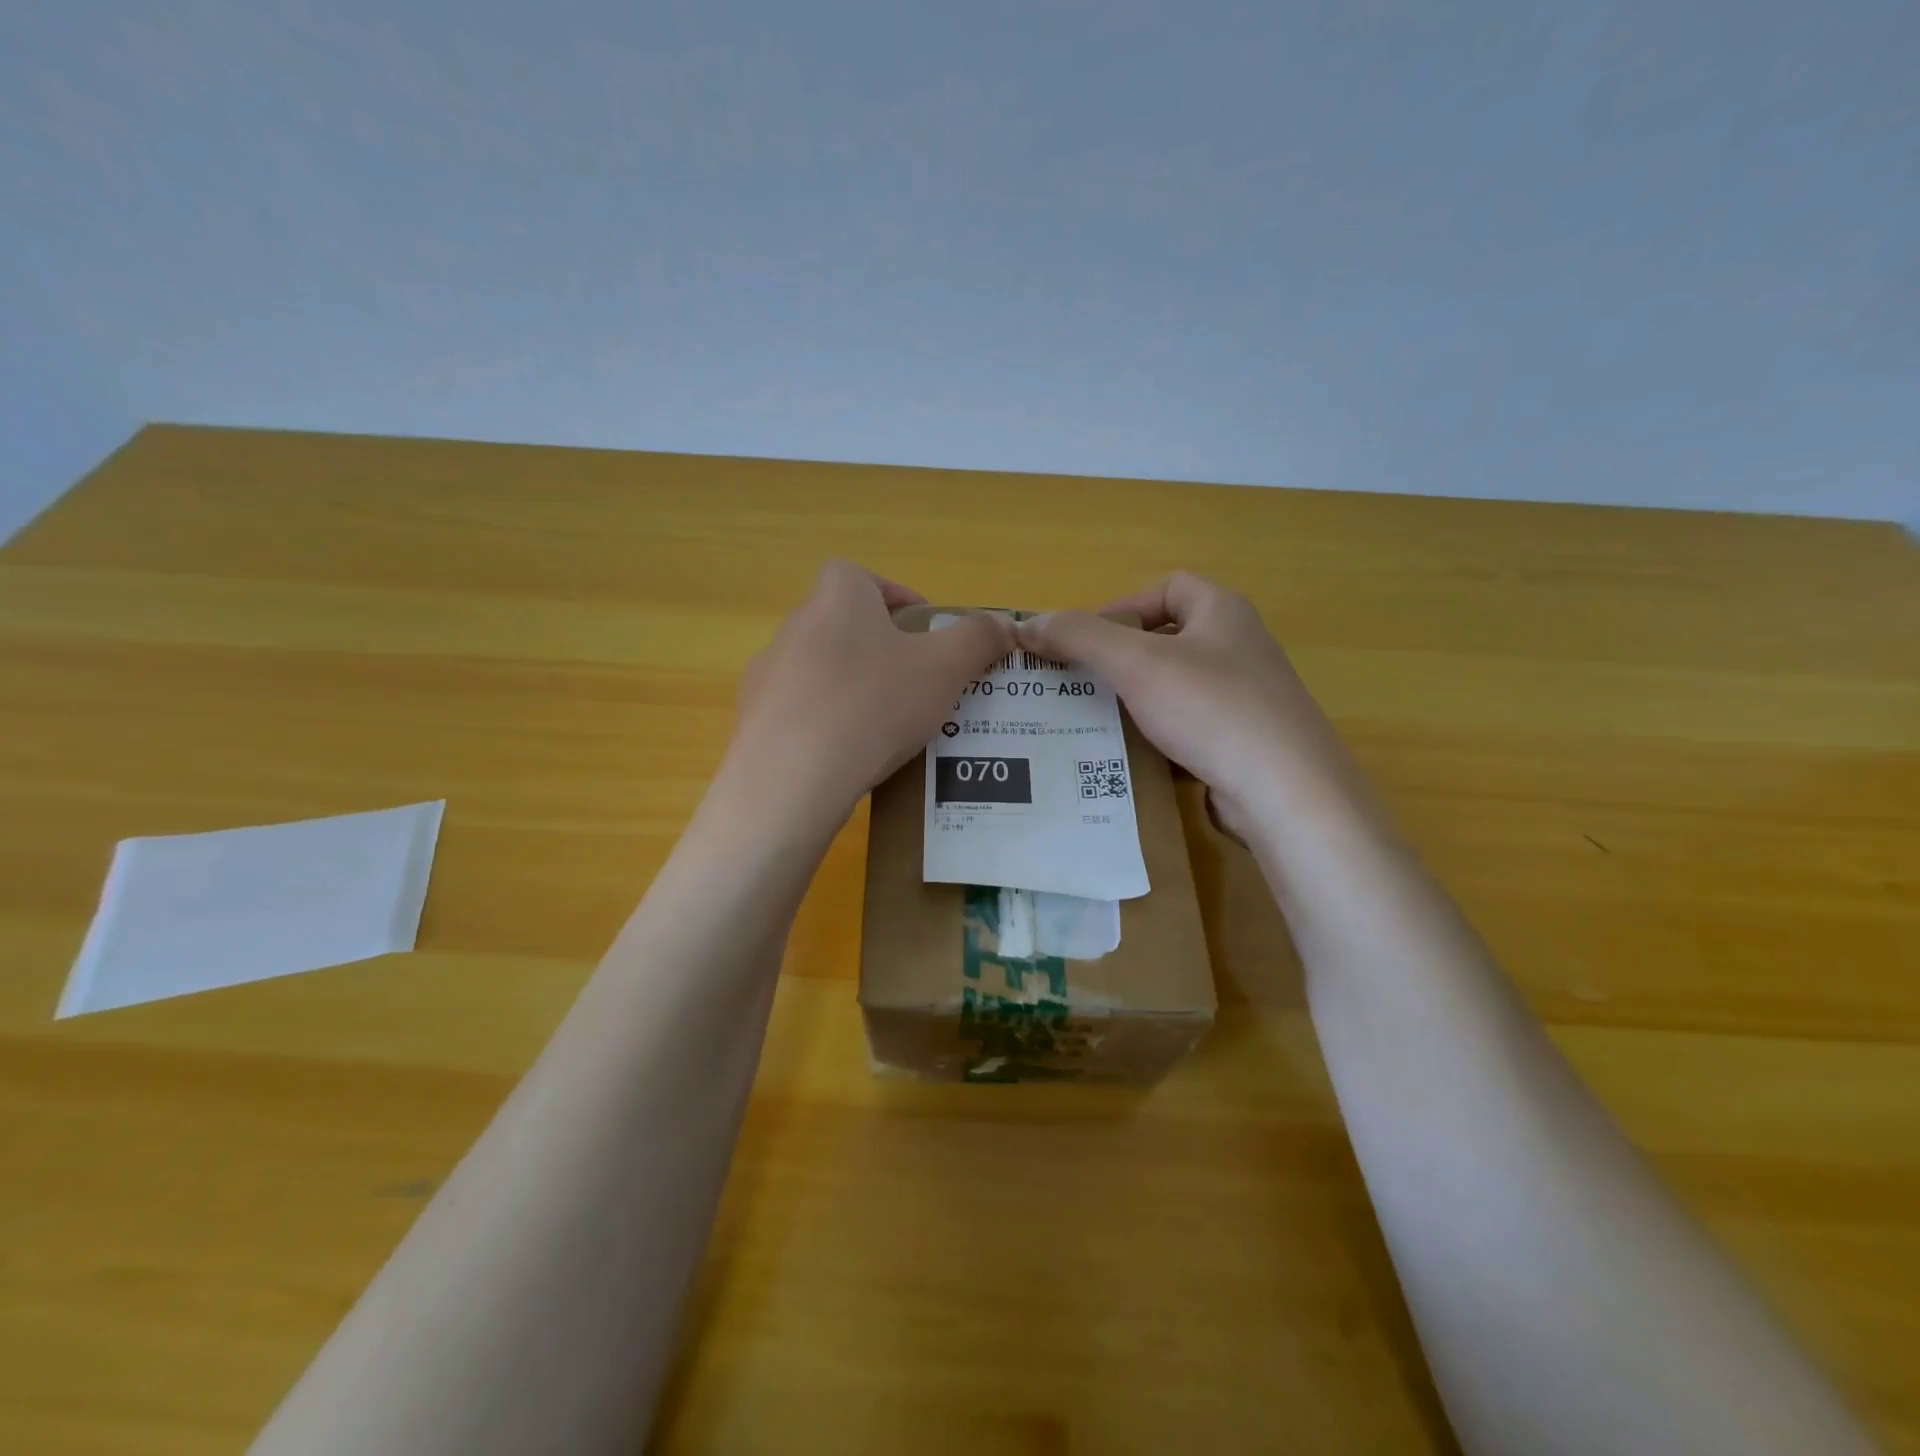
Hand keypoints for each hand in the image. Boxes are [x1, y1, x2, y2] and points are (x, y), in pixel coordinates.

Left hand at [723, 561, 1013, 824]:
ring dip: (854, 688)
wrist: (790, 780)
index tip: (925, 635)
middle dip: (882, 649)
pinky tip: (849, 757)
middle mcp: (794, 626)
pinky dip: (826, 725)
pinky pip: (801, 712)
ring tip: (888, 728)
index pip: (862, 577)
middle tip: (917, 685)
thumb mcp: (944, 668)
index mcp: (836, 598)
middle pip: (845, 626)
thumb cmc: (874, 705)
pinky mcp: (754, 721)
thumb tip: (1005, 624)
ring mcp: (768, 675)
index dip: (897, 599)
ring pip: (823, 672)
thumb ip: (978, 639)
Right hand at [1016, 572, 1373, 842]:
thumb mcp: (1135, 664)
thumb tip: (1028, 625)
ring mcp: (1250, 696)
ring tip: (1097, 720)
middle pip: (1170, 638)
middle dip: (1123, 658)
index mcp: (1223, 612)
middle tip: (1082, 683)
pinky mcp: (1249, 741)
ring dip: (1139, 699)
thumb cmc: (1210, 708)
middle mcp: (1241, 646)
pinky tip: (1136, 756)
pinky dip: (1162, 735)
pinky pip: (1193, 726)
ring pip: (1179, 686)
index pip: (1166, 587)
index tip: (1085, 641)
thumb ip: (1080, 637)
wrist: (1286, 790)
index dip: (1121, 606)